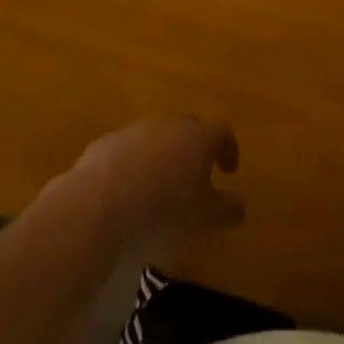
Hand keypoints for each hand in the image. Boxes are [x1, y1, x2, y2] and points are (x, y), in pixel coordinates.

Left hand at [65, 115, 243, 249]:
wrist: (101, 202)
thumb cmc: (164, 210)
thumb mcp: (204, 219)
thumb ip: (227, 210)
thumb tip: (242, 205)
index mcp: (198, 137)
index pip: (222, 133)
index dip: (228, 149)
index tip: (229, 170)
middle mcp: (170, 124)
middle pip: (189, 128)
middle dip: (195, 148)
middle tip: (196, 176)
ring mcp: (136, 129)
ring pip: (157, 137)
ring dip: (163, 155)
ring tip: (161, 186)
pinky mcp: (108, 142)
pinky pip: (129, 150)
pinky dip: (135, 164)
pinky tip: (129, 191)